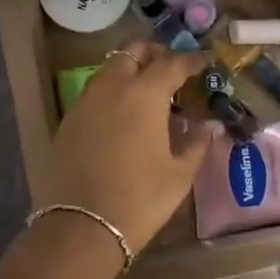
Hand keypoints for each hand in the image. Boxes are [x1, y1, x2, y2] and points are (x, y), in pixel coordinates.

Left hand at [34, 42, 210, 252]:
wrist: (81, 226)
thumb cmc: (140, 198)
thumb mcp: (179, 174)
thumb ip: (196, 143)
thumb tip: (211, 126)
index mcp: (145, 94)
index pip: (173, 63)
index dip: (192, 60)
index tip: (205, 61)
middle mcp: (113, 87)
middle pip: (134, 52)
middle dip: (155, 53)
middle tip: (173, 68)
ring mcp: (86, 101)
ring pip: (110, 69)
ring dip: (131, 69)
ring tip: (149, 91)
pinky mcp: (68, 120)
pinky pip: (95, 92)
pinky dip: (113, 91)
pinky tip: (123, 115)